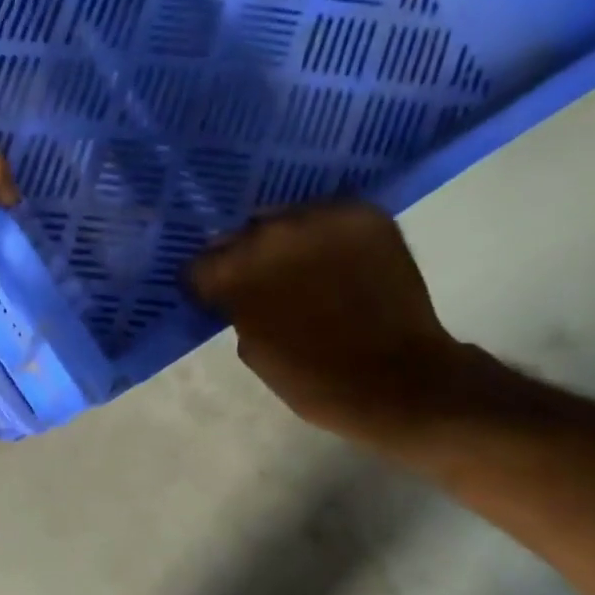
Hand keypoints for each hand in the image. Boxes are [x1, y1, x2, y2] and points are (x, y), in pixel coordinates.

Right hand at [189, 202, 470, 442]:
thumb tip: (237, 293)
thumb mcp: (253, 350)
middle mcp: (272, 234)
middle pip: (242, 234)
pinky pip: (329, 215)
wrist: (395, 378)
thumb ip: (237, 310)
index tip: (216, 296)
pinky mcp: (364, 215)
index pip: (199, 264)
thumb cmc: (312, 379)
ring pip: (286, 219)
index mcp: (235, 273)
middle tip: (260, 282)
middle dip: (245, 257)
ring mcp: (321, 218)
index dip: (206, 283)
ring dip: (285, 241)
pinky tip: (333, 260)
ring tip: (300, 268)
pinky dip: (326, 235)